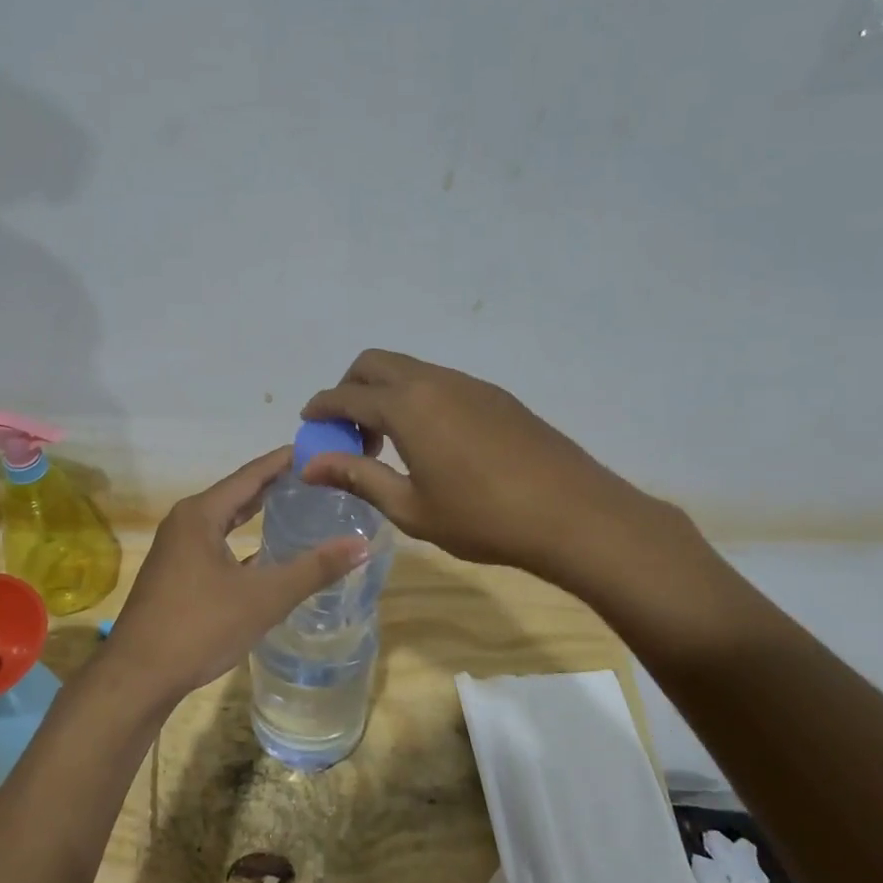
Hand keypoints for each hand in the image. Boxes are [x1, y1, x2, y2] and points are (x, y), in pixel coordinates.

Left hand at [102, 447, 368, 704]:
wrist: (138, 677)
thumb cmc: (200, 626)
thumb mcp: (264, 597)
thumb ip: (313, 569)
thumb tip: (361, 545)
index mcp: (200, 514)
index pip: (250, 475)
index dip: (282, 461)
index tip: (315, 449)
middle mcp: (185, 522)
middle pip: (236, 494)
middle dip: (273, 485)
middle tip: (314, 477)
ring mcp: (176, 550)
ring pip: (224, 521)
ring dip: (256, 513)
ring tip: (295, 506)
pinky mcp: (175, 575)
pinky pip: (215, 545)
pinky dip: (242, 542)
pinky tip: (265, 554)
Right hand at [300, 350, 705, 593]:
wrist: (573, 514)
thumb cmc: (483, 518)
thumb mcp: (411, 507)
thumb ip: (358, 477)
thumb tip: (309, 465)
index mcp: (407, 406)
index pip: (346, 395)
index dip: (321, 408)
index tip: (309, 425)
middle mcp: (434, 381)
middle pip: (374, 363)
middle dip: (350, 389)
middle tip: (351, 434)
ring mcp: (469, 384)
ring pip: (410, 369)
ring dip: (386, 394)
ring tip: (392, 445)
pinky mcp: (496, 395)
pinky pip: (440, 382)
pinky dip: (418, 399)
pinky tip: (433, 443)